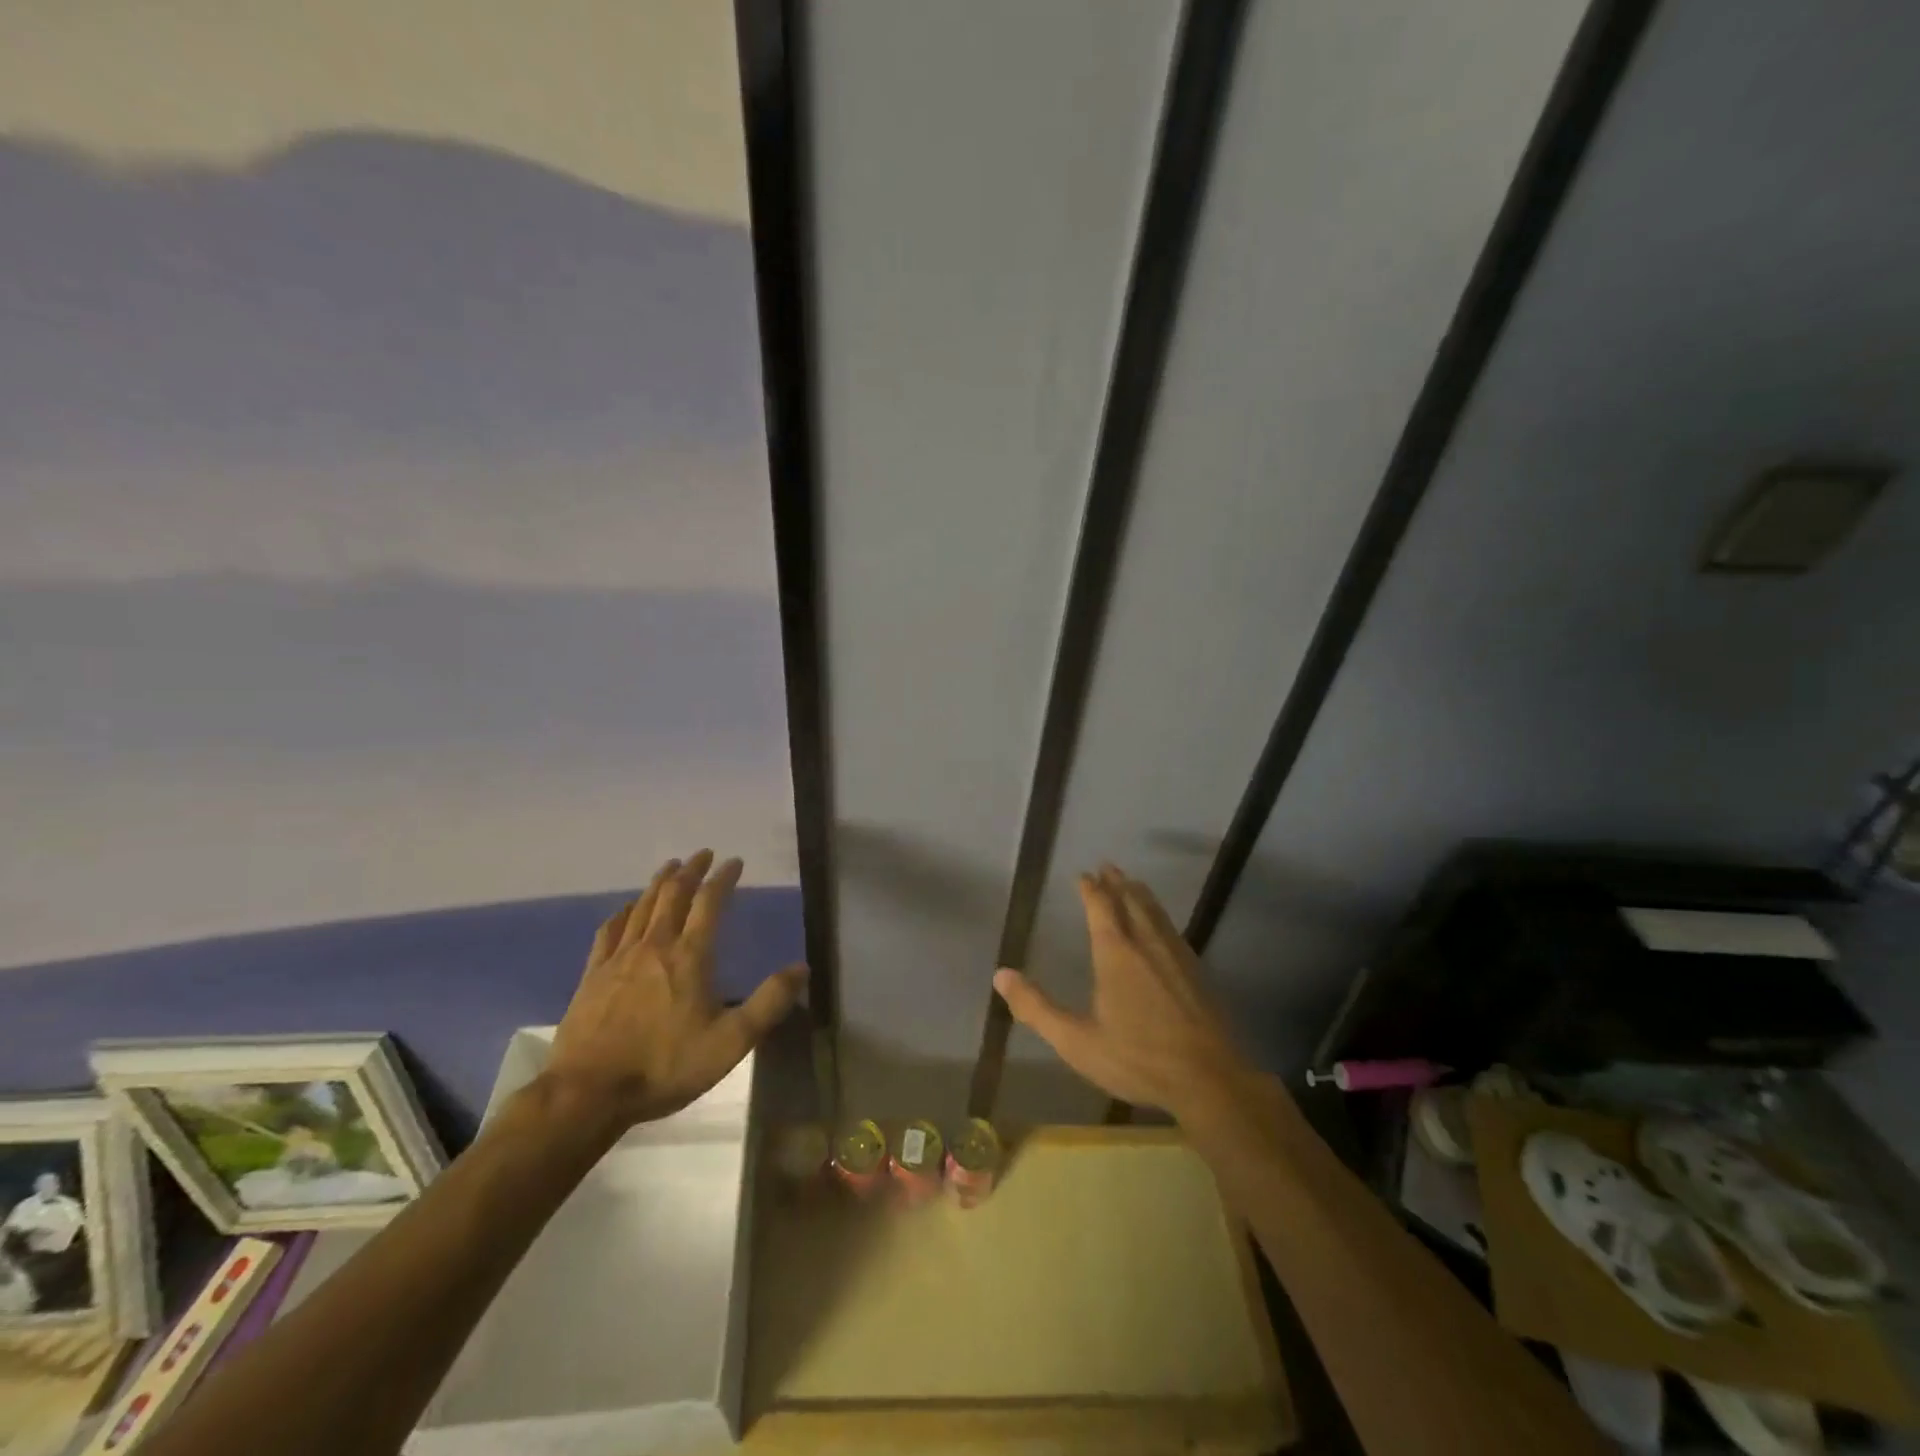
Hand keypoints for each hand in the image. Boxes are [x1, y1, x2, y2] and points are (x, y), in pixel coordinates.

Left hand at [546, 851, 805, 1127]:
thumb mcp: (730, 1042)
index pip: (710, 903)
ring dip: (659, 883)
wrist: (588, 1094)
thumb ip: (768, 1003)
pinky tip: (625, 908)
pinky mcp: (592, 975)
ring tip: (670, 866)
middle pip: (673, 895)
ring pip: (642, 907)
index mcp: (689, 956)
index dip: (723, 879)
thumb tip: (801, 968)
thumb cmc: (664, 1066)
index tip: (734, 861)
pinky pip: (609, 931)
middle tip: (702, 854)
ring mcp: (619, 958)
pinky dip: (622, 912)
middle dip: (690, 870)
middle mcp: (655, 946)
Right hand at [994, 865, 1252, 1119]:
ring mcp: (1176, 956)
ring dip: (1141, 894)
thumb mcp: (1076, 1041)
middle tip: (1108, 867)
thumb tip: (1001, 975)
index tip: (1084, 874)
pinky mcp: (1197, 972)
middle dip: (1117, 882)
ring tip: (1133, 884)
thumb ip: (1037, 1008)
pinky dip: (1160, 916)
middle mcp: (1147, 944)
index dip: (1091, 889)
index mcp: (1116, 953)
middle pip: (1131, 901)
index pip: (1101, 907)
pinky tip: (1163, 927)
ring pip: (1155, 912)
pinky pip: (1172, 929)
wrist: (1209, 1079)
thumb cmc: (1137, 1058)